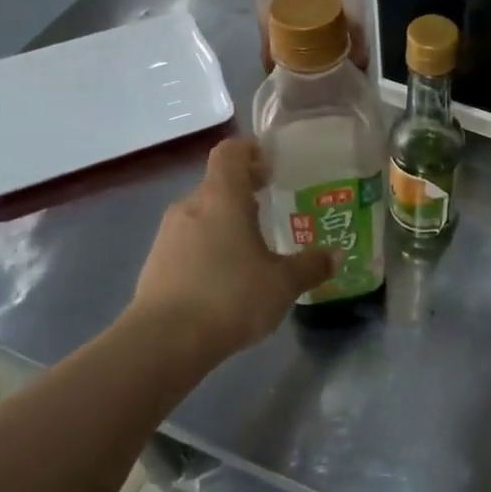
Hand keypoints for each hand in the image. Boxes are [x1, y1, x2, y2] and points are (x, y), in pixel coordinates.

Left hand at [130, 138, 334, 358]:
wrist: (164, 341)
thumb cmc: (230, 296)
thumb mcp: (282, 284)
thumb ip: (310, 266)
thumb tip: (335, 256)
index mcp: (222, 197)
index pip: (230, 152)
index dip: (250, 150)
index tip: (271, 163)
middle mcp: (191, 206)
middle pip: (217, 184)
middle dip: (244, 190)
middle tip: (272, 205)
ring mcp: (168, 234)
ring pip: (201, 214)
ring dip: (225, 221)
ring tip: (251, 246)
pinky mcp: (155, 262)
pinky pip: (187, 241)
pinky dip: (207, 246)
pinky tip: (224, 276)